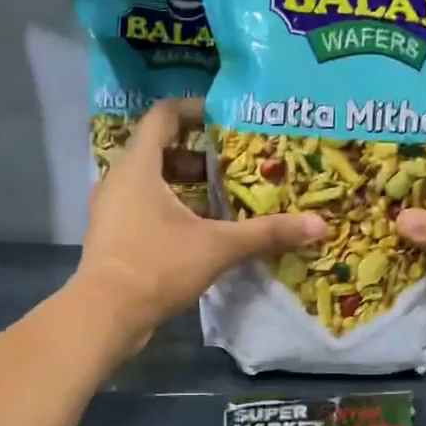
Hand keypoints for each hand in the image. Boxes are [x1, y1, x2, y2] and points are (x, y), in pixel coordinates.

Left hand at [73, 98, 326, 346]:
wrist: (106, 315)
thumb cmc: (157, 266)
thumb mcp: (217, 247)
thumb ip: (266, 233)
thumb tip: (320, 225)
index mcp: (138, 166)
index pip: (163, 116)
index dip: (194, 110)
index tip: (225, 117)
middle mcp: (118, 181)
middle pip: (159, 150)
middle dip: (198, 156)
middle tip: (233, 163)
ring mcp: (111, 211)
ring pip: (151, 184)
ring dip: (185, 186)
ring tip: (222, 199)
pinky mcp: (112, 238)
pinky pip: (143, 209)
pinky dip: (171, 211)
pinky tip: (200, 232)